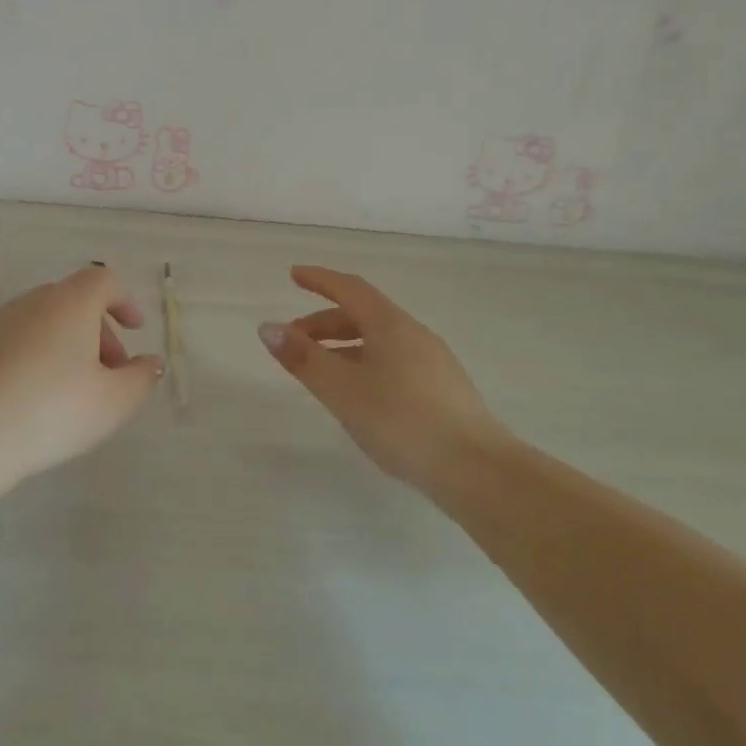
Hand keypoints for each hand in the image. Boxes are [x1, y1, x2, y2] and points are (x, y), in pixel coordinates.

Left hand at [0, 265, 163, 506]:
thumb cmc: (51, 412)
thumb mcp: (114, 403)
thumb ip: (142, 378)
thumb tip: (150, 362)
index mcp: (70, 303)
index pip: (104, 281)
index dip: (124, 301)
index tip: (136, 330)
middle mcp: (32, 302)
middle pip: (73, 302)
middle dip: (98, 330)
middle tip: (110, 371)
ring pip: (42, 323)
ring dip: (65, 345)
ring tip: (72, 390)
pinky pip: (14, 343)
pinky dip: (33, 358)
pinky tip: (32, 399)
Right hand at [260, 266, 505, 490]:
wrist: (476, 470)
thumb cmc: (401, 421)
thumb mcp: (342, 390)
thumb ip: (304, 358)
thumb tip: (268, 327)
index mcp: (391, 324)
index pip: (350, 288)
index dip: (320, 279)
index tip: (294, 275)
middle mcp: (413, 334)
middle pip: (363, 314)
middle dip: (324, 322)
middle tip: (293, 341)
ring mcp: (432, 361)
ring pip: (378, 341)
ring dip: (343, 346)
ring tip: (319, 371)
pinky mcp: (442, 390)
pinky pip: (393, 361)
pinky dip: (364, 364)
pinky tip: (358, 396)